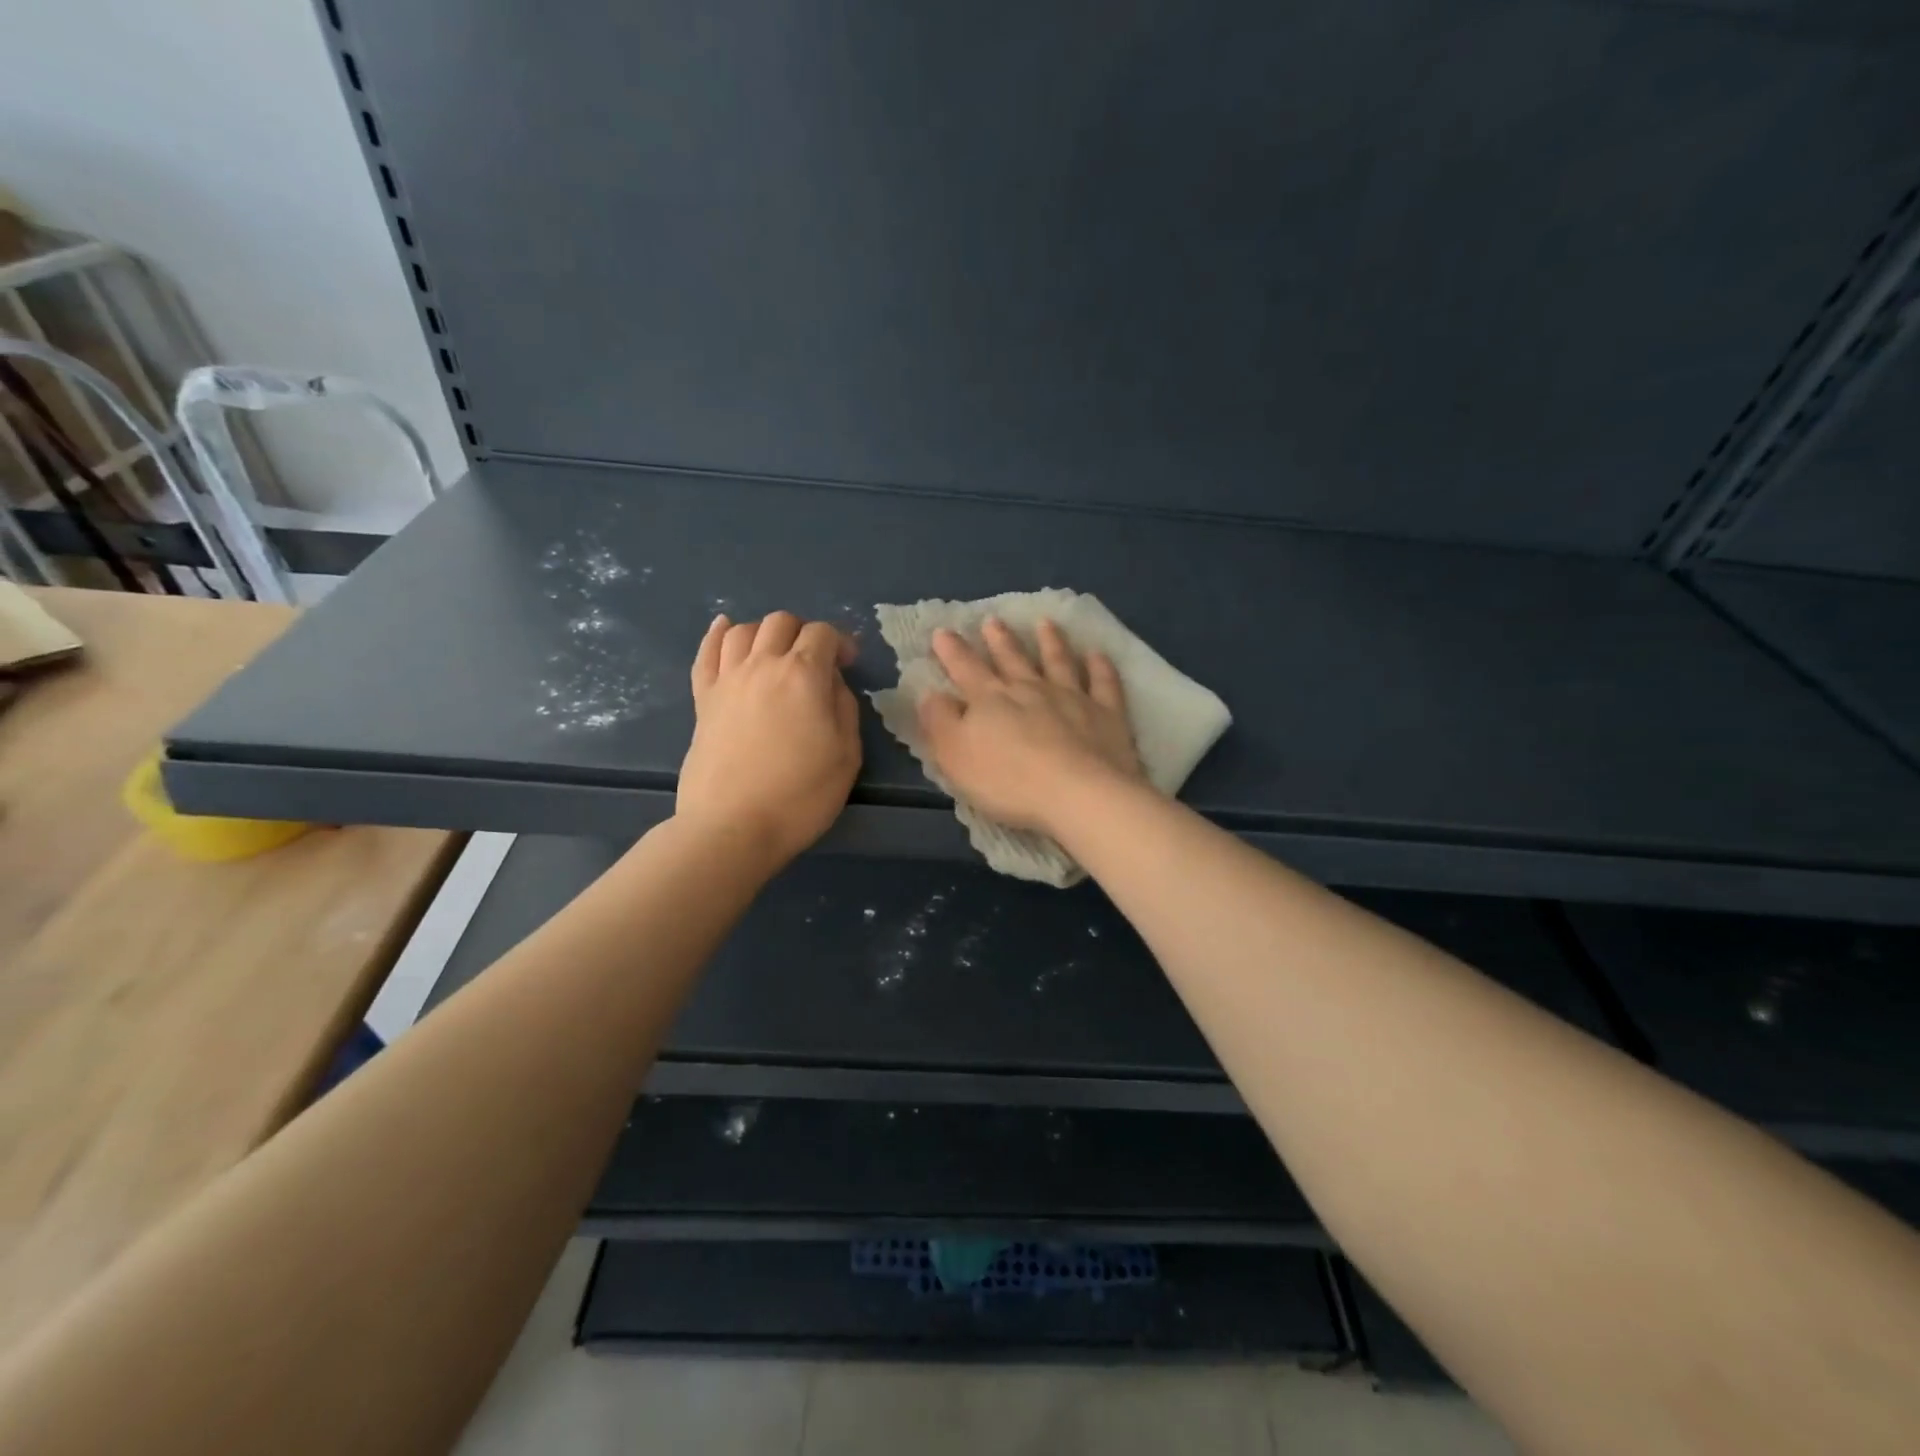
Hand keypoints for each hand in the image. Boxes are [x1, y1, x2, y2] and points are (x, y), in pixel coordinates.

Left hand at [679, 611, 861, 871]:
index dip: (840, 642)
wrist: (733, 827)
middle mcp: (762, 665)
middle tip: (815, 662)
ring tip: (776, 654)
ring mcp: (727, 680)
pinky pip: (706, 653)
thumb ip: (844, 707)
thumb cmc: (800, 795)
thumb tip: (830, 683)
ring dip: (766, 633)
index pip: (822, 633)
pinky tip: (725, 628)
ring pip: (743, 631)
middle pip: (781, 623)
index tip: (849, 665)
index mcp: (803, 675)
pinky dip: (717, 635)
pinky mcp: (703, 700)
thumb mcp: (847, 754)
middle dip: (804, 633)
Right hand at [916, 616, 1144, 835]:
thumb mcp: (956, 756)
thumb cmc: (1008, 781)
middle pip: (1012, 659)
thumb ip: (939, 722)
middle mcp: (1030, 689)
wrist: (1079, 794)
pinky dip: (1100, 666)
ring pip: (1058, 661)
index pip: (965, 668)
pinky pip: (1104, 683)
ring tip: (1045, 623)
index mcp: (991, 699)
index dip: (952, 650)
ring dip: (1050, 641)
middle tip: (992, 620)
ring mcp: (1072, 697)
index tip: (943, 631)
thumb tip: (930, 694)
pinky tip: (1098, 654)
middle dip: (999, 639)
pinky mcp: (1106, 714)